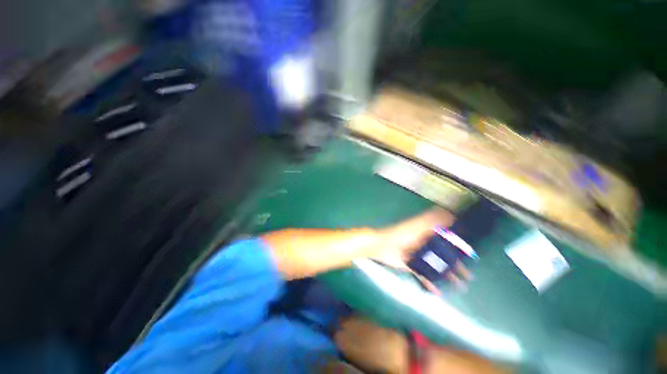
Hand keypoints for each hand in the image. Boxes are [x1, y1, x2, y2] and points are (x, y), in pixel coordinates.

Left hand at [372, 208, 470, 292]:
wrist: (381, 246)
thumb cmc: (400, 234)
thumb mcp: (417, 226)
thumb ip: (431, 220)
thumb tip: (449, 213)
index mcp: (426, 234)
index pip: (445, 240)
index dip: (457, 247)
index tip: (470, 255)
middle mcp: (424, 245)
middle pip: (442, 255)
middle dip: (456, 264)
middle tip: (469, 275)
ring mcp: (418, 256)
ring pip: (436, 266)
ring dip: (447, 275)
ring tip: (460, 285)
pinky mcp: (411, 266)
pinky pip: (423, 275)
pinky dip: (430, 283)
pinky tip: (439, 292)